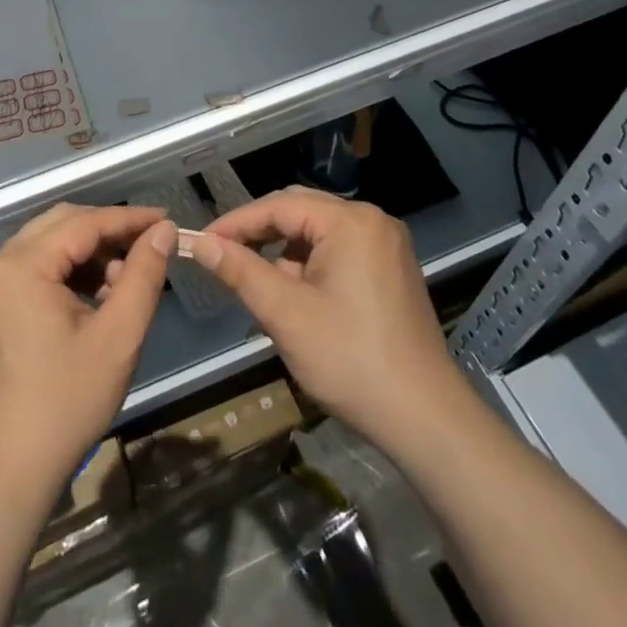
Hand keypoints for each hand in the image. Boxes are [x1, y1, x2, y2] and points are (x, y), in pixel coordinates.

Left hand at [0, 204, 174, 503]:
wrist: (8, 470)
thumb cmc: (66, 404)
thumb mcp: (118, 338)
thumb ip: (143, 275)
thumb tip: (163, 231)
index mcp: (21, 265)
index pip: (84, 222)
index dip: (129, 219)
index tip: (167, 221)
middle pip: (63, 223)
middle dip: (109, 232)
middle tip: (150, 248)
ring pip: (49, 242)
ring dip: (90, 252)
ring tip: (125, 281)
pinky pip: (36, 265)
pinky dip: (69, 270)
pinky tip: (97, 295)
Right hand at [192, 189, 465, 454]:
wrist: (426, 420)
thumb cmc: (351, 361)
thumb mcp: (286, 315)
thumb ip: (240, 271)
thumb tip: (199, 243)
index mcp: (350, 222)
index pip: (278, 206)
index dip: (236, 223)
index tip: (202, 242)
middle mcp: (372, 220)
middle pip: (300, 211)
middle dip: (260, 234)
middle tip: (224, 257)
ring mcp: (387, 244)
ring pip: (319, 232)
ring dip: (285, 252)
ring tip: (261, 286)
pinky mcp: (393, 269)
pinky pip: (340, 249)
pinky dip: (311, 265)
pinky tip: (297, 296)